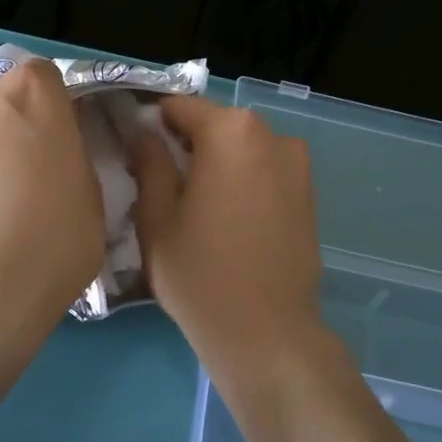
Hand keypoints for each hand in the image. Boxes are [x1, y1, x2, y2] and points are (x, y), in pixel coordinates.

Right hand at [130, 95, 339, 394]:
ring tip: (193, 207)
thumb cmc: (200, 275)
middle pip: (215, 125)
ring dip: (216, 164)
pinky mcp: (309, 194)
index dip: (150, 123)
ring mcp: (297, 165)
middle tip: (158, 182)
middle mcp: (272, 135)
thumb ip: (149, 164)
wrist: (267, 334)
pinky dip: (242, 182)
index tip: (133, 149)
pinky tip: (226, 221)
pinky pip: (264, 172)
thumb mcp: (157, 218)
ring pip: (241, 149)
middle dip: (185, 144)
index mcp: (231, 132)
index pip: (179, 107)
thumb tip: (143, 134)